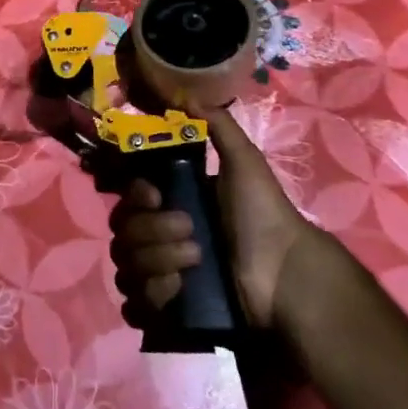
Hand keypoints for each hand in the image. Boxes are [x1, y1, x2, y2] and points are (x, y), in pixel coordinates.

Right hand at [108, 105, 331, 332]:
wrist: (284, 273)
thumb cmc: (262, 214)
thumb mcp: (244, 163)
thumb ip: (218, 127)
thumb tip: (186, 95)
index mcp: (172, 205)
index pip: (128, 199)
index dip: (135, 196)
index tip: (156, 195)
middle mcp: (160, 239)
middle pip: (123, 234)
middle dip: (153, 233)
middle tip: (192, 234)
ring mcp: (162, 277)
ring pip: (126, 269)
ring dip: (157, 264)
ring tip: (195, 264)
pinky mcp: (168, 313)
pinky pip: (134, 306)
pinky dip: (150, 298)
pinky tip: (177, 293)